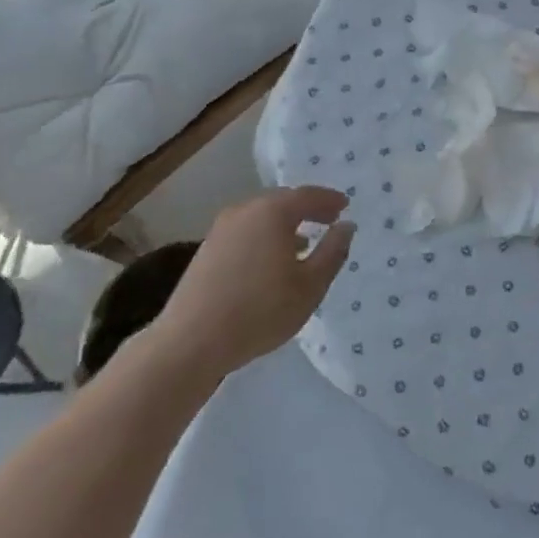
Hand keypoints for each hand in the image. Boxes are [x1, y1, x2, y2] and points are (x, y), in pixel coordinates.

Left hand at [151, 187, 355, 377]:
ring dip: (284, 224)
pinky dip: (264, 236)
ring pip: (261, 217)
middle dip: (306, 209)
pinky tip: (271, 260)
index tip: (345, 206)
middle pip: (282, 201)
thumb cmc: (260, 311)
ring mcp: (221, 228)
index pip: (308, 196)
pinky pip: (246, 231)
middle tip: (327, 219)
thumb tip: (346, 226)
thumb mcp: (310, 286)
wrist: (191, 341)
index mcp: (272, 211)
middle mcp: (245, 210)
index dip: (329, 200)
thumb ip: (333, 252)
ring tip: (303, 242)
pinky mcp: (207, 249)